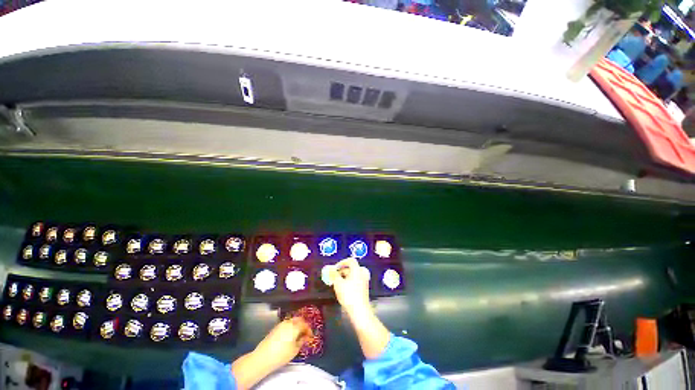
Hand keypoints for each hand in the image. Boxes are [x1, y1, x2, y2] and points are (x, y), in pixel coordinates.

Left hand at [254, 317, 312, 367]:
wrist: (263, 357)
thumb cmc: (281, 355)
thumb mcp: (295, 350)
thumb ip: (301, 341)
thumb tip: (304, 337)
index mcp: (295, 327)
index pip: (305, 325)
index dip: (309, 330)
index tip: (310, 336)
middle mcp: (288, 322)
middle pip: (299, 319)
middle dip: (303, 325)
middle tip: (305, 333)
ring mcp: (281, 324)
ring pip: (292, 321)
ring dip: (296, 325)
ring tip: (297, 335)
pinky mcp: (275, 328)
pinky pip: (286, 324)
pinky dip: (290, 327)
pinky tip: (289, 335)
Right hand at [330, 257, 371, 317]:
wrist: (359, 311)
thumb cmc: (349, 295)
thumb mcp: (338, 283)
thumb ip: (334, 274)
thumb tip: (330, 269)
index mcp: (357, 269)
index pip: (350, 260)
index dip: (342, 262)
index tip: (335, 268)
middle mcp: (362, 273)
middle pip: (351, 267)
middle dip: (342, 271)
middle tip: (334, 276)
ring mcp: (364, 280)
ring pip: (353, 274)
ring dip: (345, 276)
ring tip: (337, 283)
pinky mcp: (364, 288)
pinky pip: (356, 280)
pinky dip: (349, 281)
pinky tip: (343, 288)